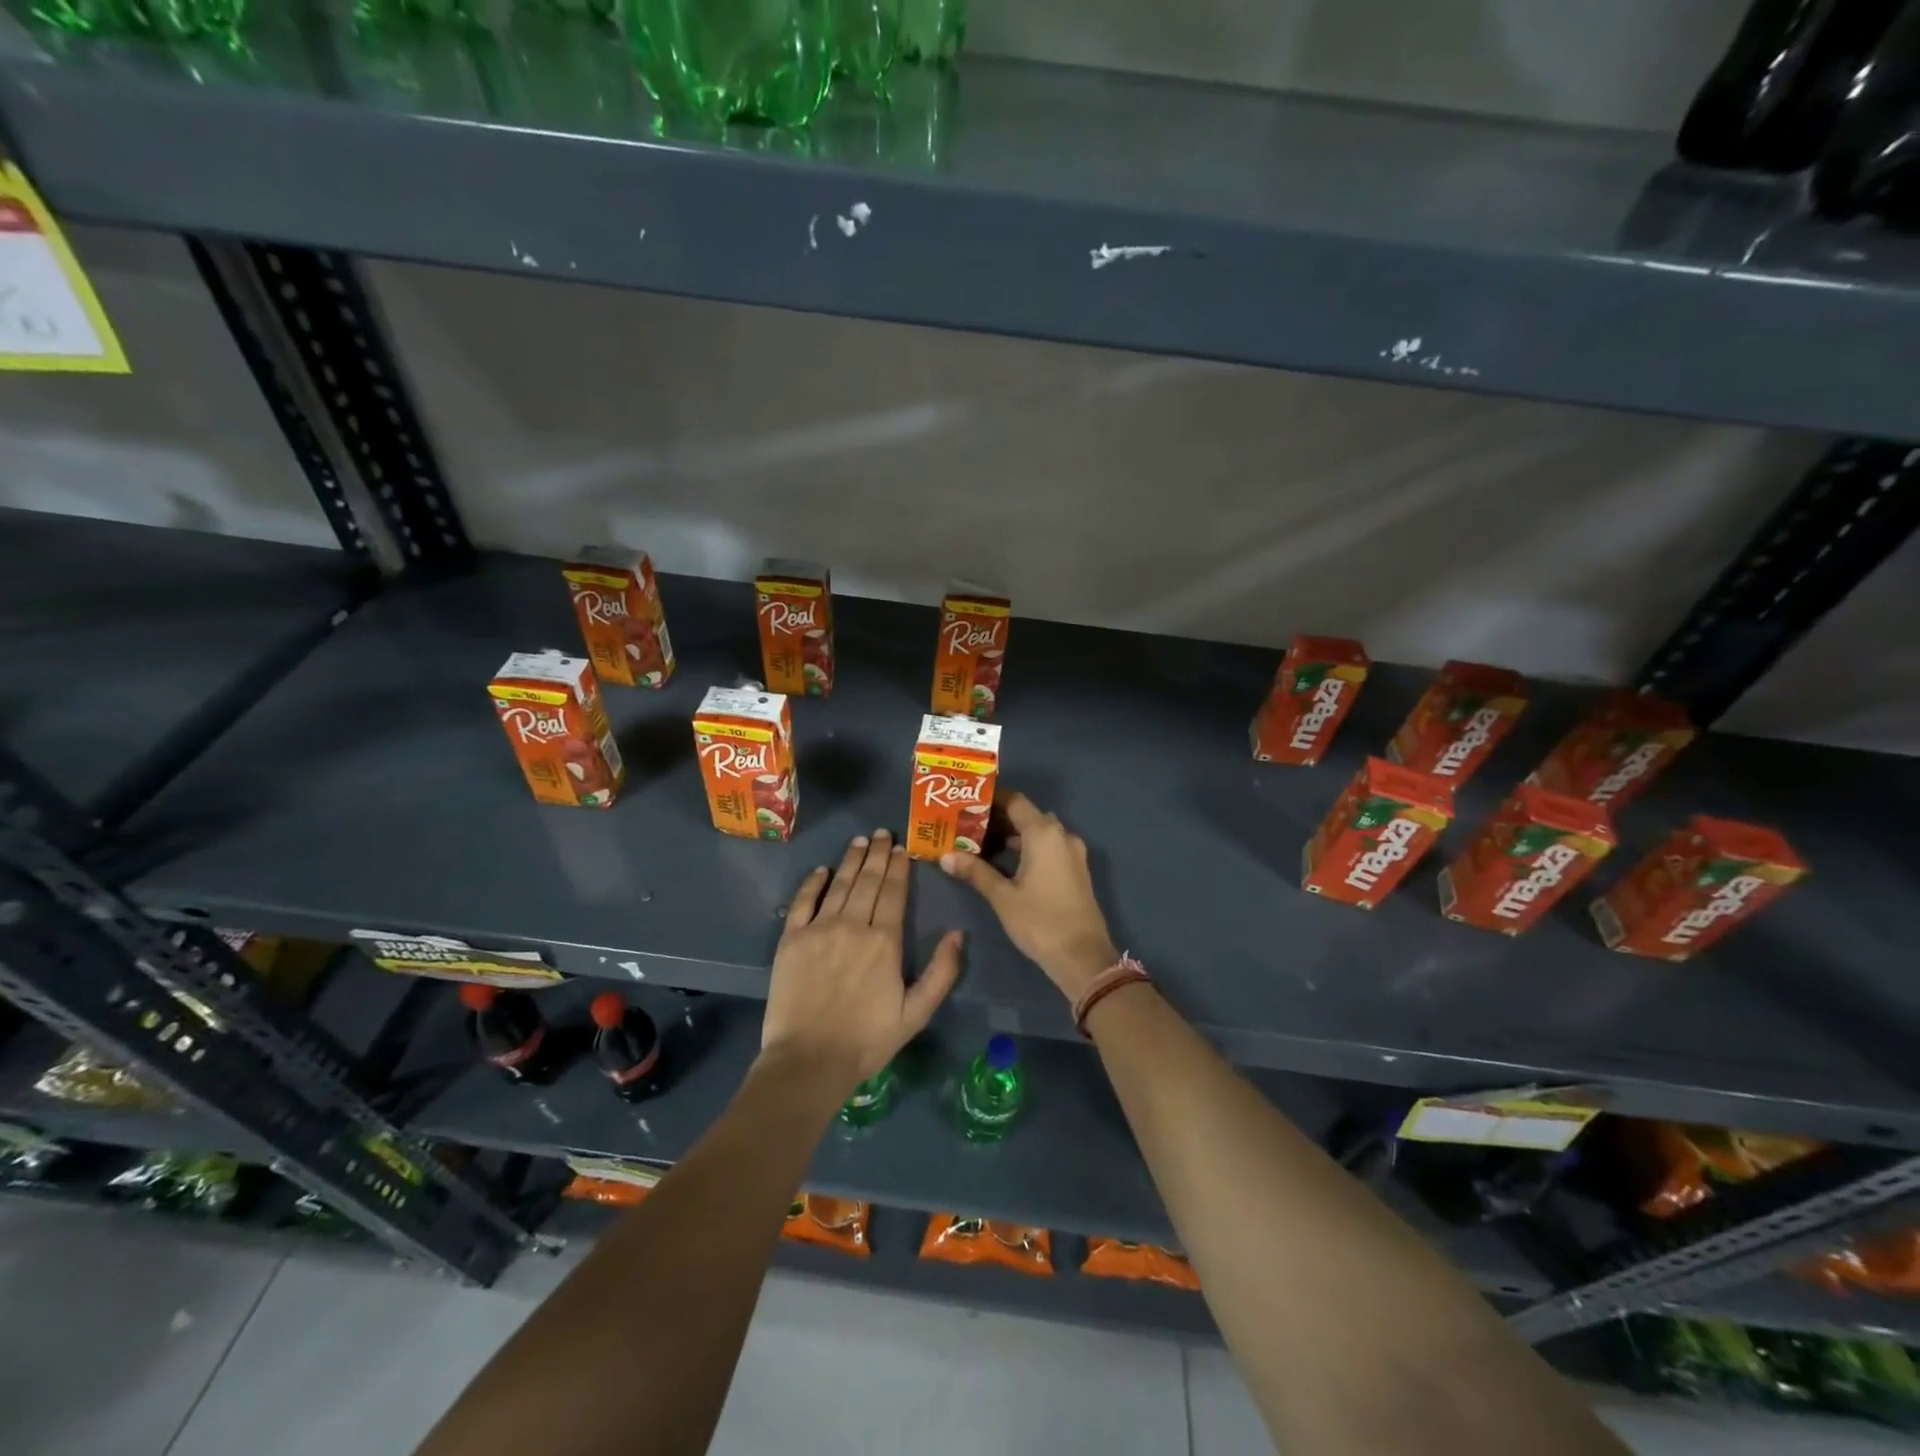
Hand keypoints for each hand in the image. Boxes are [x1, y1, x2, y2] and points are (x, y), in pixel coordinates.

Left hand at [761, 829, 962, 1094]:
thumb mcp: (916, 1013)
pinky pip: (802, 901)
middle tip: (882, 833)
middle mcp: (853, 925)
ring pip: (839, 884)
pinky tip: (822, 870)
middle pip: (868, 880)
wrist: (809, 1060)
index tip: (902, 848)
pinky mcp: (791, 939)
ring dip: (851, 859)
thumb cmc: (867, 1040)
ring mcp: (819, 929)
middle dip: (877, 854)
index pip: (894, 892)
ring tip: (860, 840)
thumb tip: (958, 933)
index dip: (899, 867)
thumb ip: (942, 972)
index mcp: (885, 941)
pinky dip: (813, 882)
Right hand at [939, 791, 1118, 1001]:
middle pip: (1027, 815)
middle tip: (968, 824)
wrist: (1083, 957)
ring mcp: (1072, 852)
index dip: (991, 799)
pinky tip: (1006, 861)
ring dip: (1014, 834)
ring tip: (981, 842)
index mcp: (1044, 833)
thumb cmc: (1040, 921)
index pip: (1015, 801)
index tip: (967, 802)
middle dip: (999, 817)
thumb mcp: (1002, 897)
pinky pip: (1049, 846)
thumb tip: (945, 856)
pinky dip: (1028, 847)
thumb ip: (975, 871)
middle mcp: (1061, 835)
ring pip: (1039, 832)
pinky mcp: (1076, 870)